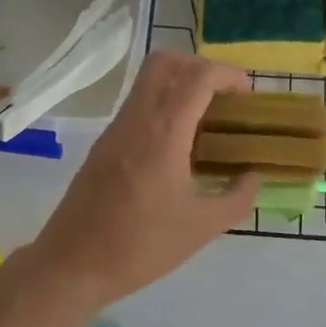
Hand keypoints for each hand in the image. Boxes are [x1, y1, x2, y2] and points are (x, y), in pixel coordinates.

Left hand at [28, 53, 260, 306]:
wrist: (72, 264)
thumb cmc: (140, 246)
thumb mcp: (201, 228)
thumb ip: (237, 198)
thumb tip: (254, 176)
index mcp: (163, 133)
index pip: (197, 77)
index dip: (227, 74)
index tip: (246, 95)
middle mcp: (136, 119)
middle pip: (165, 62)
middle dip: (199, 67)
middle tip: (222, 97)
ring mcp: (115, 129)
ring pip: (147, 81)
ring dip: (179, 84)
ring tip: (205, 120)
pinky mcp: (103, 144)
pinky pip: (137, 105)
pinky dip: (162, 105)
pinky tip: (178, 144)